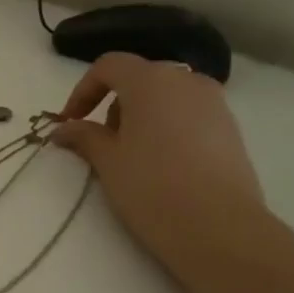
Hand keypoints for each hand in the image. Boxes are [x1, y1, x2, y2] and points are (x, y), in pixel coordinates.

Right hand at [52, 53, 272, 280]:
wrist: (218, 226)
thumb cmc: (151, 186)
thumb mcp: (107, 161)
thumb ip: (84, 137)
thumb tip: (63, 129)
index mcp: (151, 81)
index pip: (109, 66)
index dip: (83, 90)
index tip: (70, 121)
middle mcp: (186, 81)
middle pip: (139, 78)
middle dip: (113, 104)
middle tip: (100, 141)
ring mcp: (214, 103)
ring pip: (166, 96)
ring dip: (141, 116)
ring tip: (131, 154)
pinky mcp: (230, 127)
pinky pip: (188, 114)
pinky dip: (167, 126)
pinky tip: (161, 163)